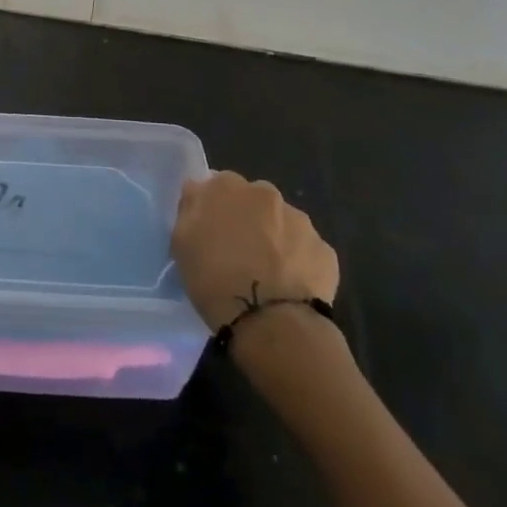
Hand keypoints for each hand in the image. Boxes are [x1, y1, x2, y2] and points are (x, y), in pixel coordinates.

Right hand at [172, 171, 338, 332]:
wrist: (270, 321)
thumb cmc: (214, 279)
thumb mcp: (181, 242)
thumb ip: (190, 207)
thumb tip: (198, 190)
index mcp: (227, 186)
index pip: (218, 184)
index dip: (215, 208)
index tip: (211, 231)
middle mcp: (266, 193)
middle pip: (254, 200)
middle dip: (248, 219)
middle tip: (238, 252)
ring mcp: (301, 221)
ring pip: (282, 224)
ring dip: (274, 239)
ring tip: (266, 274)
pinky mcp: (325, 250)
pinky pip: (306, 251)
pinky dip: (297, 263)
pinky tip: (288, 286)